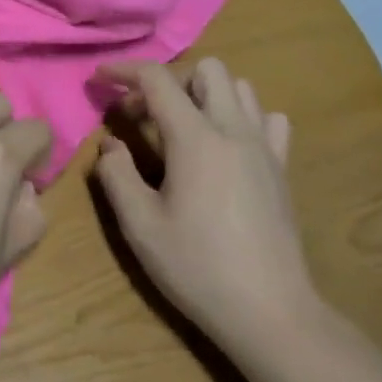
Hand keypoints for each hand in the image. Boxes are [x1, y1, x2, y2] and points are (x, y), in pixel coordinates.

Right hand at [92, 58, 320, 353]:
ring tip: (182, 126)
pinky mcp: (282, 169)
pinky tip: (225, 145)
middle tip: (144, 113)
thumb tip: (111, 143)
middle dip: (169, 79)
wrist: (271, 312)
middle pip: (207, 69)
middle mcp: (234, 131)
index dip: (124, 71)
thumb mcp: (139, 225)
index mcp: (196, 139)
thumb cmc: (197, 267)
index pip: (158, 79)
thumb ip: (116, 174)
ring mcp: (264, 148)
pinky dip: (243, 117)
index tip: (99, 79)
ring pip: (241, 88)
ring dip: (206, 94)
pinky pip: (268, 120)